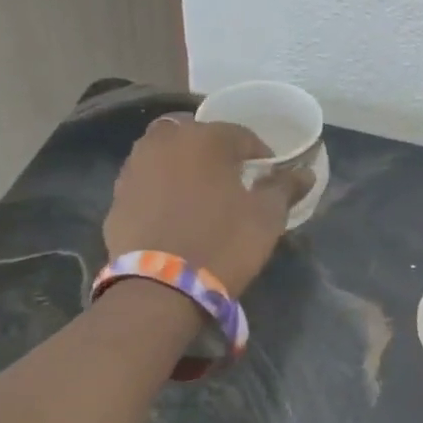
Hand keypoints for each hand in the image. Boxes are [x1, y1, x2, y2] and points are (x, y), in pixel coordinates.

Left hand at [103, 117, 307, 292]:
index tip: (270, 177)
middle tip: (231, 179)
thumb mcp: (266, 217)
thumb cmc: (223, 243)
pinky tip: (175, 214)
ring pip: (165, 154)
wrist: (161, 288)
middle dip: (215, 150)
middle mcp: (164, 142)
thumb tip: (305, 173)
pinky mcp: (117, 198)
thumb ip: (285, 188)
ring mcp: (134, 168)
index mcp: (204, 138)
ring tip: (201, 195)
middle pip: (195, 135)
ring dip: (184, 165)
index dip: (261, 154)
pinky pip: (147, 182)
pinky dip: (162, 188)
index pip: (242, 134)